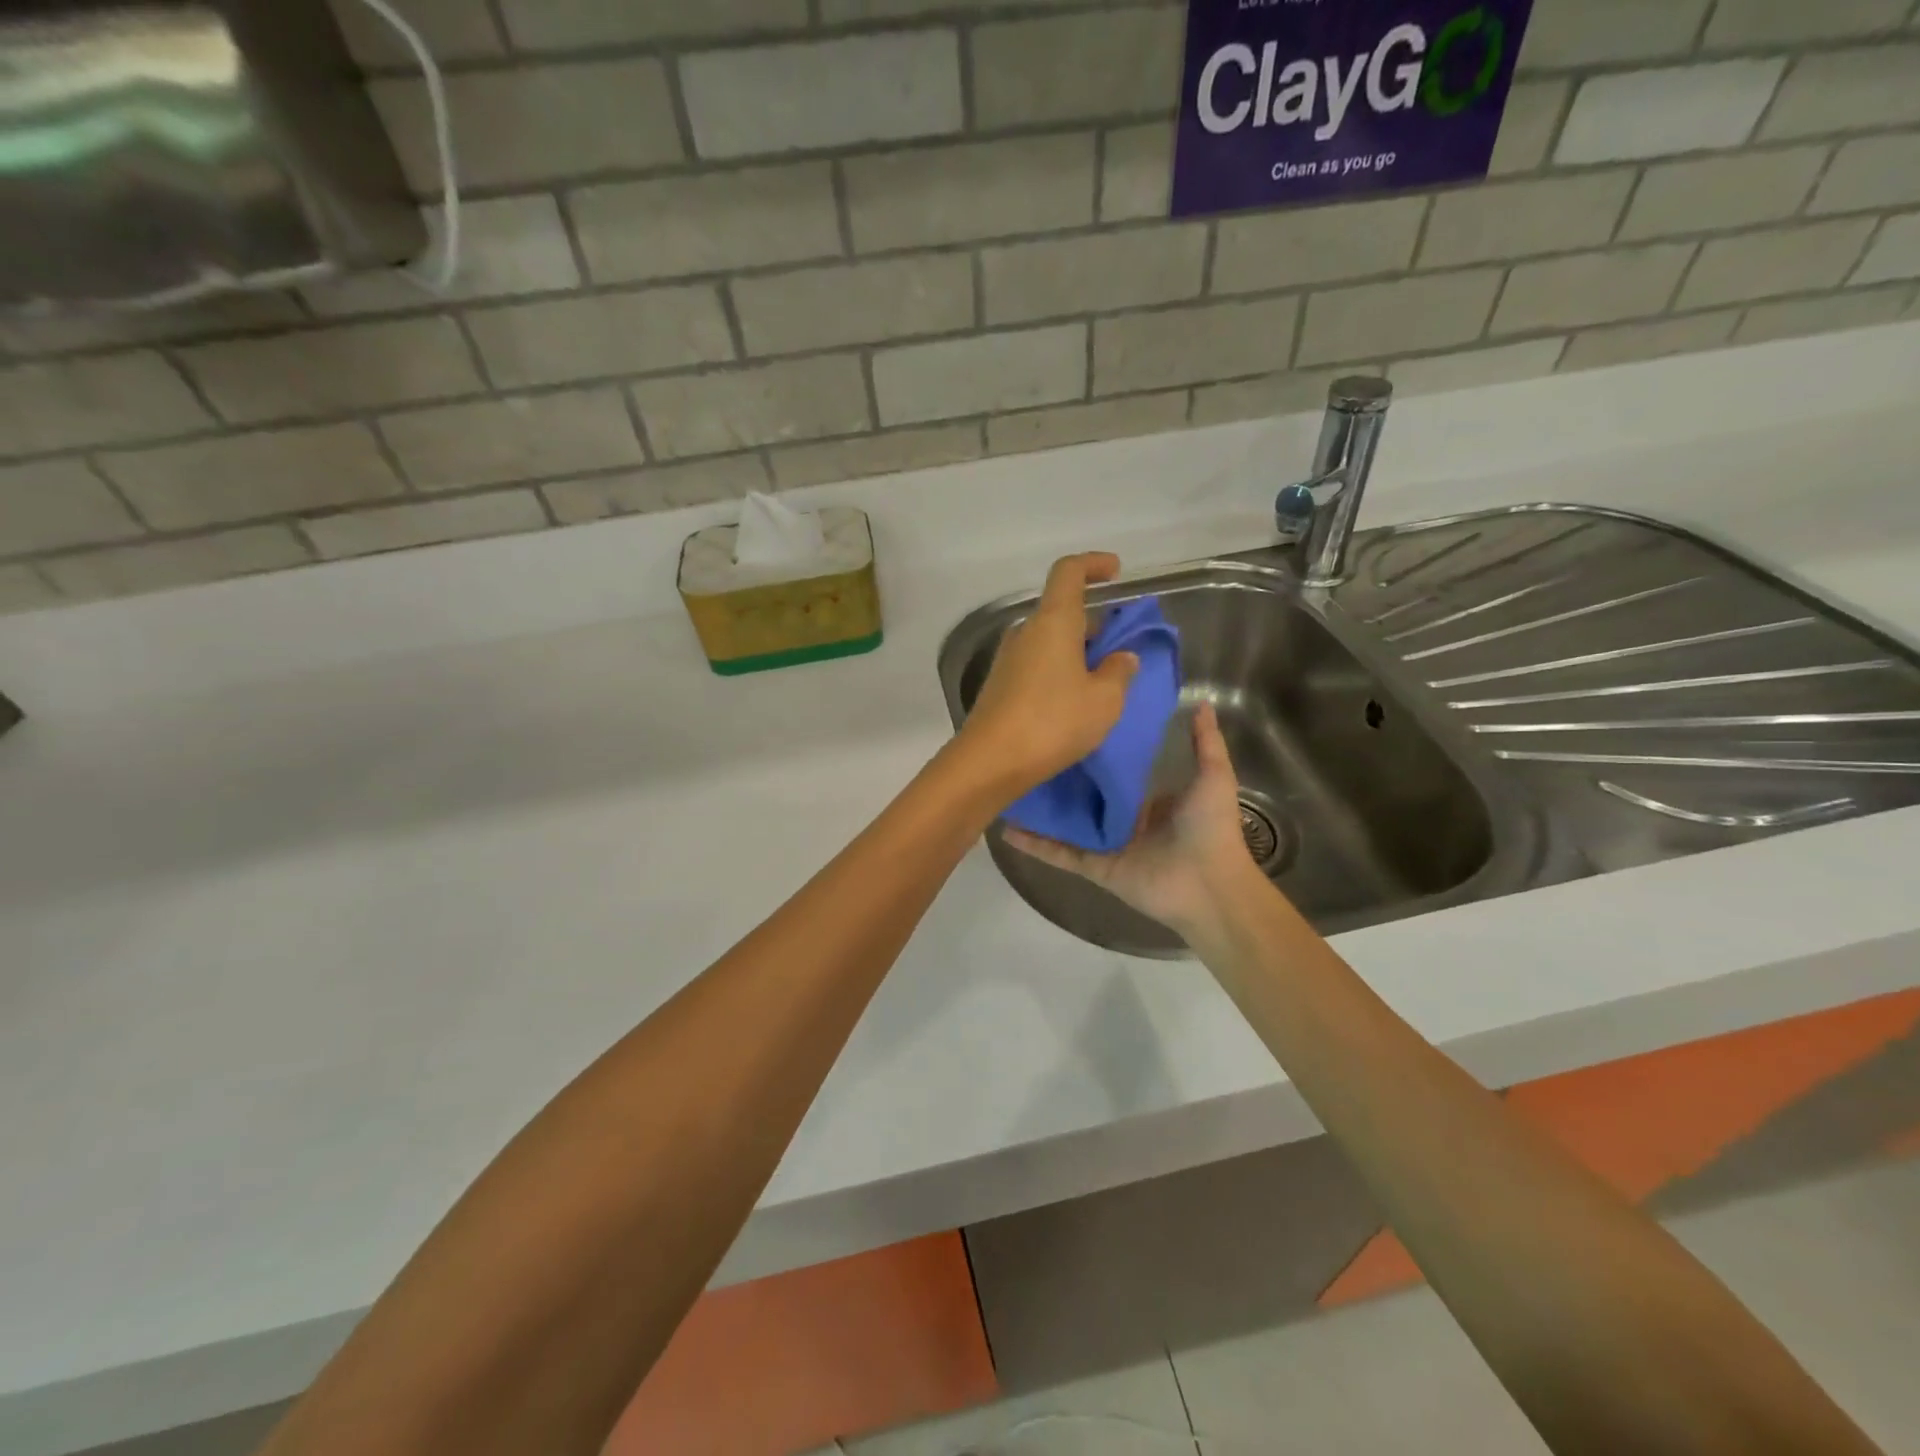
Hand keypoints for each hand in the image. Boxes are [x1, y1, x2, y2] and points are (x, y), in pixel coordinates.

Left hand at [956, 553, 1139, 800]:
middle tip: (1120, 646)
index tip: (1115, 571)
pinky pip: (1036, 663)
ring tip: (1102, 679)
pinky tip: (1074, 699)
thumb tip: (1122, 658)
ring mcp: (1008, 659)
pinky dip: (1059, 669)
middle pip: (1061, 610)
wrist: (990, 761)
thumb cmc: (1053, 722)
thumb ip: (1119, 672)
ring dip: (1076, 649)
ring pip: (1049, 640)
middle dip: (1093, 621)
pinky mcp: (999, 685)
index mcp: (1053, 622)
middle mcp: (1026, 632)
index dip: (1093, 564)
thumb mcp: (1104, 700)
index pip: (1069, 572)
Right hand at [1005, 703, 1257, 938]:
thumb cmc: (1210, 828)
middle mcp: (1124, 820)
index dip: (1095, 751)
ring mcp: (1106, 845)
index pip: (1116, 771)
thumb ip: (1205, 742)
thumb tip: (1200, 702)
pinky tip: (1005, 828)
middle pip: (1086, 796)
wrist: (1209, 886)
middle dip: (1061, 777)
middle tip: (1029, 747)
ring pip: (1066, 822)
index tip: (1070, 725)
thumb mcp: (1214, 776)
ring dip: (1040, 808)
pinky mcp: (1093, 866)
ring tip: (1008, 784)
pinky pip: (1059, 852)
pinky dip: (1034, 844)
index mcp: (1150, 800)